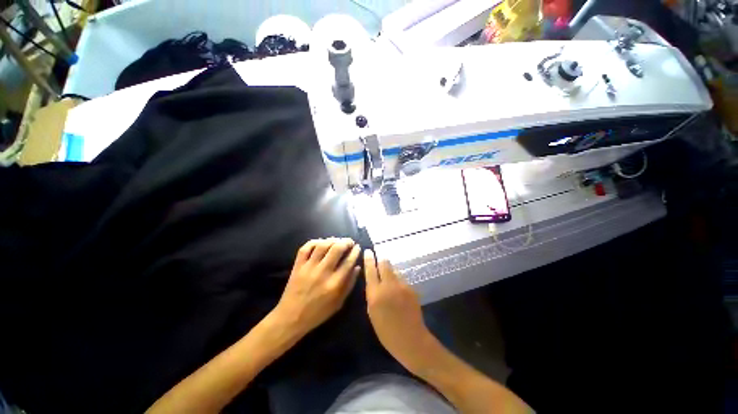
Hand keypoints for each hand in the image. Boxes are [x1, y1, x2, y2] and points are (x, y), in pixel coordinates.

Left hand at [271, 238, 360, 337]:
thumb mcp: (339, 303)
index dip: (355, 252)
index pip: (348, 261)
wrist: (291, 318)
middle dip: (346, 242)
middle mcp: (323, 272)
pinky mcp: (298, 265)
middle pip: (337, 249)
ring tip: (337, 240)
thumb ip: (350, 284)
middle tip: (350, 242)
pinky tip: (321, 242)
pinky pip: (306, 248)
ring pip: (322, 245)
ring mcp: (309, 267)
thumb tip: (357, 267)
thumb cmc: (318, 312)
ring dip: (332, 240)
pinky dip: (315, 241)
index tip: (358, 247)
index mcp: (334, 284)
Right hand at [364, 250, 432, 369]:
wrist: (412, 340)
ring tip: (388, 277)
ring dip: (390, 270)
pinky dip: (397, 279)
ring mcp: (402, 285)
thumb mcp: (372, 313)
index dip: (369, 259)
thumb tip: (373, 280)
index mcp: (375, 294)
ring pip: (394, 270)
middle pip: (385, 264)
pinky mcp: (411, 288)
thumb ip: (372, 294)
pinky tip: (398, 288)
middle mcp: (389, 285)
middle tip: (379, 259)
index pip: (371, 270)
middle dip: (381, 260)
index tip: (367, 251)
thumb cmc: (387, 332)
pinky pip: (401, 278)